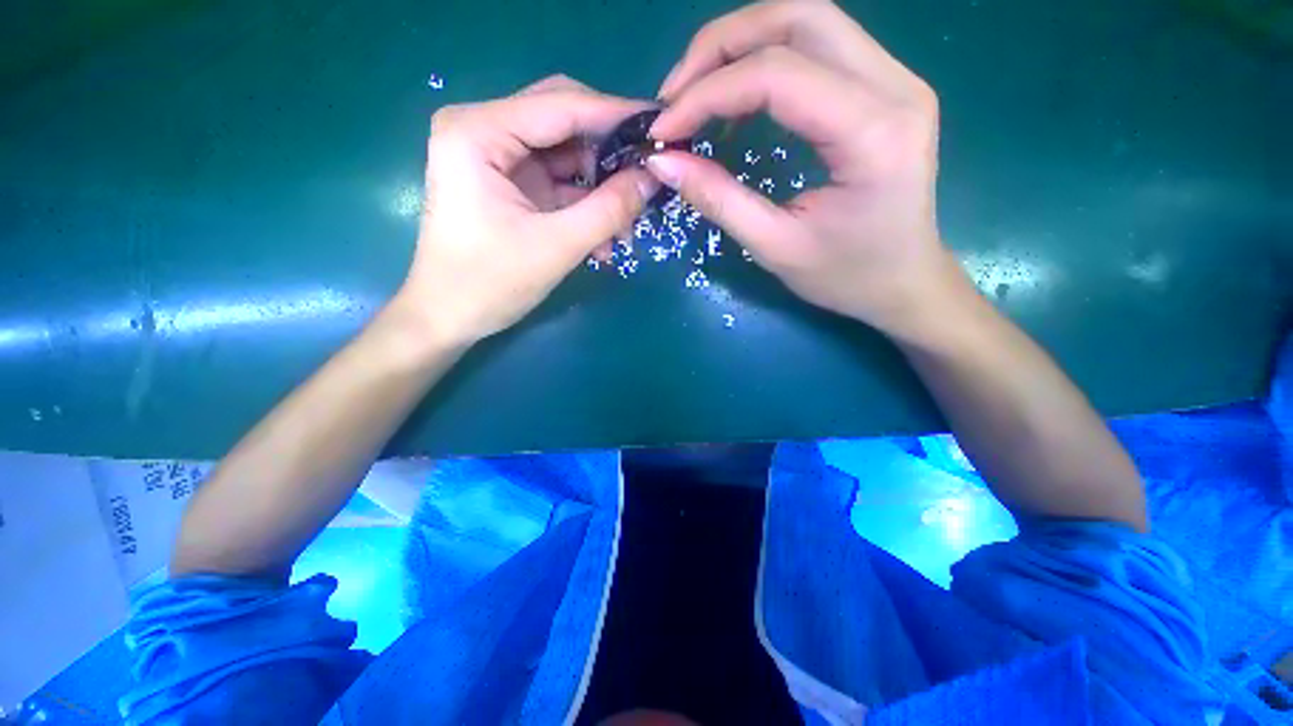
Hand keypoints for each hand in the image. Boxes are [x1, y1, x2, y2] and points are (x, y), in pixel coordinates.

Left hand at [395, 75, 659, 347]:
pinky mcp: (507, 183)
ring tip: (626, 222)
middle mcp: (483, 129)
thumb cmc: (490, 283)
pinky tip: (603, 236)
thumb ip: (609, 209)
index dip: (616, 114)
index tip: (660, 127)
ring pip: (565, 152)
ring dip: (600, 185)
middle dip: (608, 151)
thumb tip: (654, 177)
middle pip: (563, 120)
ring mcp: (495, 156)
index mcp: (479, 131)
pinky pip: (558, 180)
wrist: (449, 317)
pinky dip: (584, 203)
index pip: (561, 104)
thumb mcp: (557, 246)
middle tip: (647, 175)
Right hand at [648, 0, 964, 339]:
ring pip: (807, 20)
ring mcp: (895, 78)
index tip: (663, 131)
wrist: (903, 281)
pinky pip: (818, 46)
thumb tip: (664, 163)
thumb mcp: (775, 248)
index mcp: (873, 133)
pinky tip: (736, 96)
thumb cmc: (846, 276)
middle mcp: (895, 86)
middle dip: (721, 47)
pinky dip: (765, 58)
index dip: (708, 94)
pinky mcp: (884, 86)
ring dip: (740, 44)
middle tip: (676, 96)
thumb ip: (719, 200)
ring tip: (697, 91)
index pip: (779, 75)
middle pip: (798, 17)